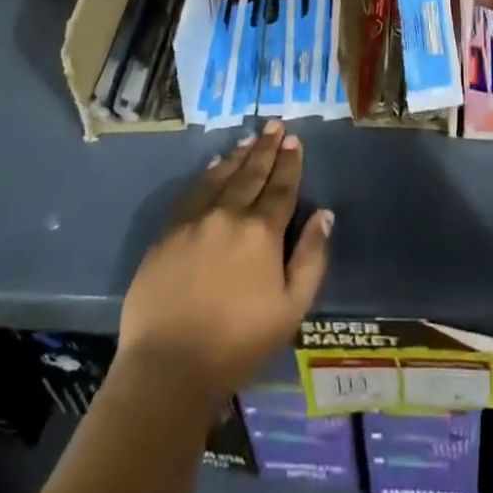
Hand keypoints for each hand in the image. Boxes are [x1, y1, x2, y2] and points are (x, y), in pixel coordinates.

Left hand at [118, 121, 332, 400]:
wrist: (168, 366)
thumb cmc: (238, 343)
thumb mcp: (291, 309)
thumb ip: (311, 258)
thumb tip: (324, 215)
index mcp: (262, 232)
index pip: (281, 188)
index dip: (289, 163)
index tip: (294, 141)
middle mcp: (228, 214)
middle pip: (251, 173)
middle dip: (266, 148)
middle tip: (275, 126)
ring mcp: (194, 220)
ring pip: (221, 176)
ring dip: (238, 156)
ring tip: (250, 139)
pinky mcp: (167, 233)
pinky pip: (192, 191)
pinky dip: (207, 174)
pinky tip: (214, 166)